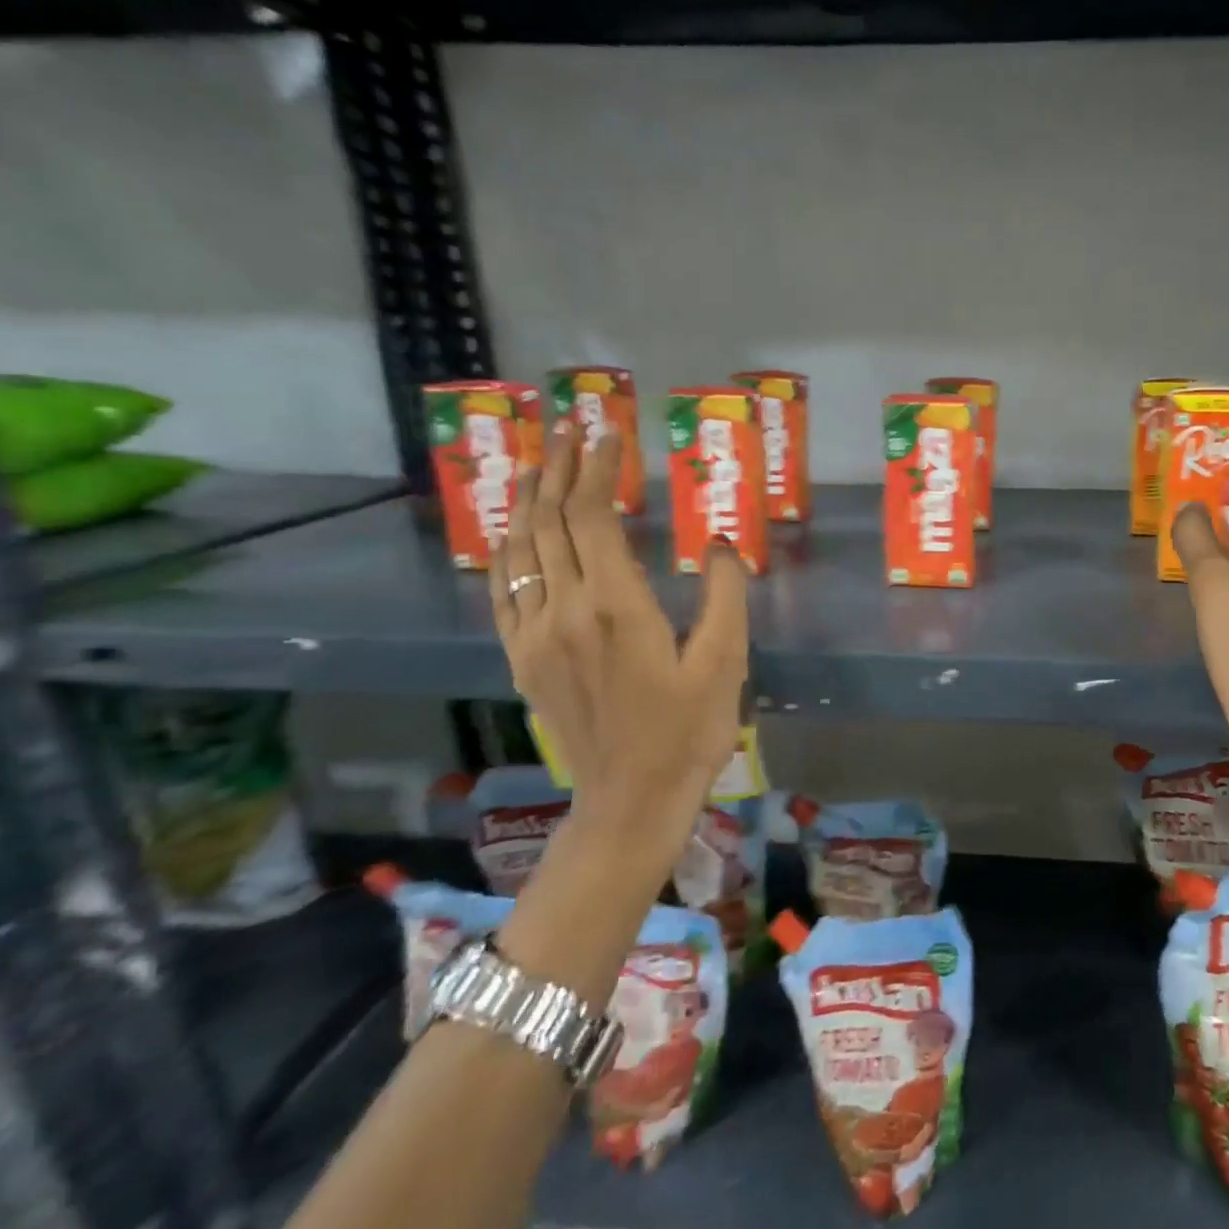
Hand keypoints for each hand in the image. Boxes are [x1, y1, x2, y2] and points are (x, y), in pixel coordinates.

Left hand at [488, 422, 747, 861]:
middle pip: (551, 522)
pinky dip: (505, 549)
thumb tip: (717, 543)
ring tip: (535, 462)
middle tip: (570, 430)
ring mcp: (535, 635)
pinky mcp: (522, 658)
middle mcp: (565, 610)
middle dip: (560, 469)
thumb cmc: (689, 730)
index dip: (598, 470)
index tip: (608, 434)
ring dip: (526, 499)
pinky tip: (512, 531)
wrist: (631, 799)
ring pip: (519, 550)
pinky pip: (503, 590)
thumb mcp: (725, 661)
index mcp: (617, 606)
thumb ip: (724, 594)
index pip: (594, 517)